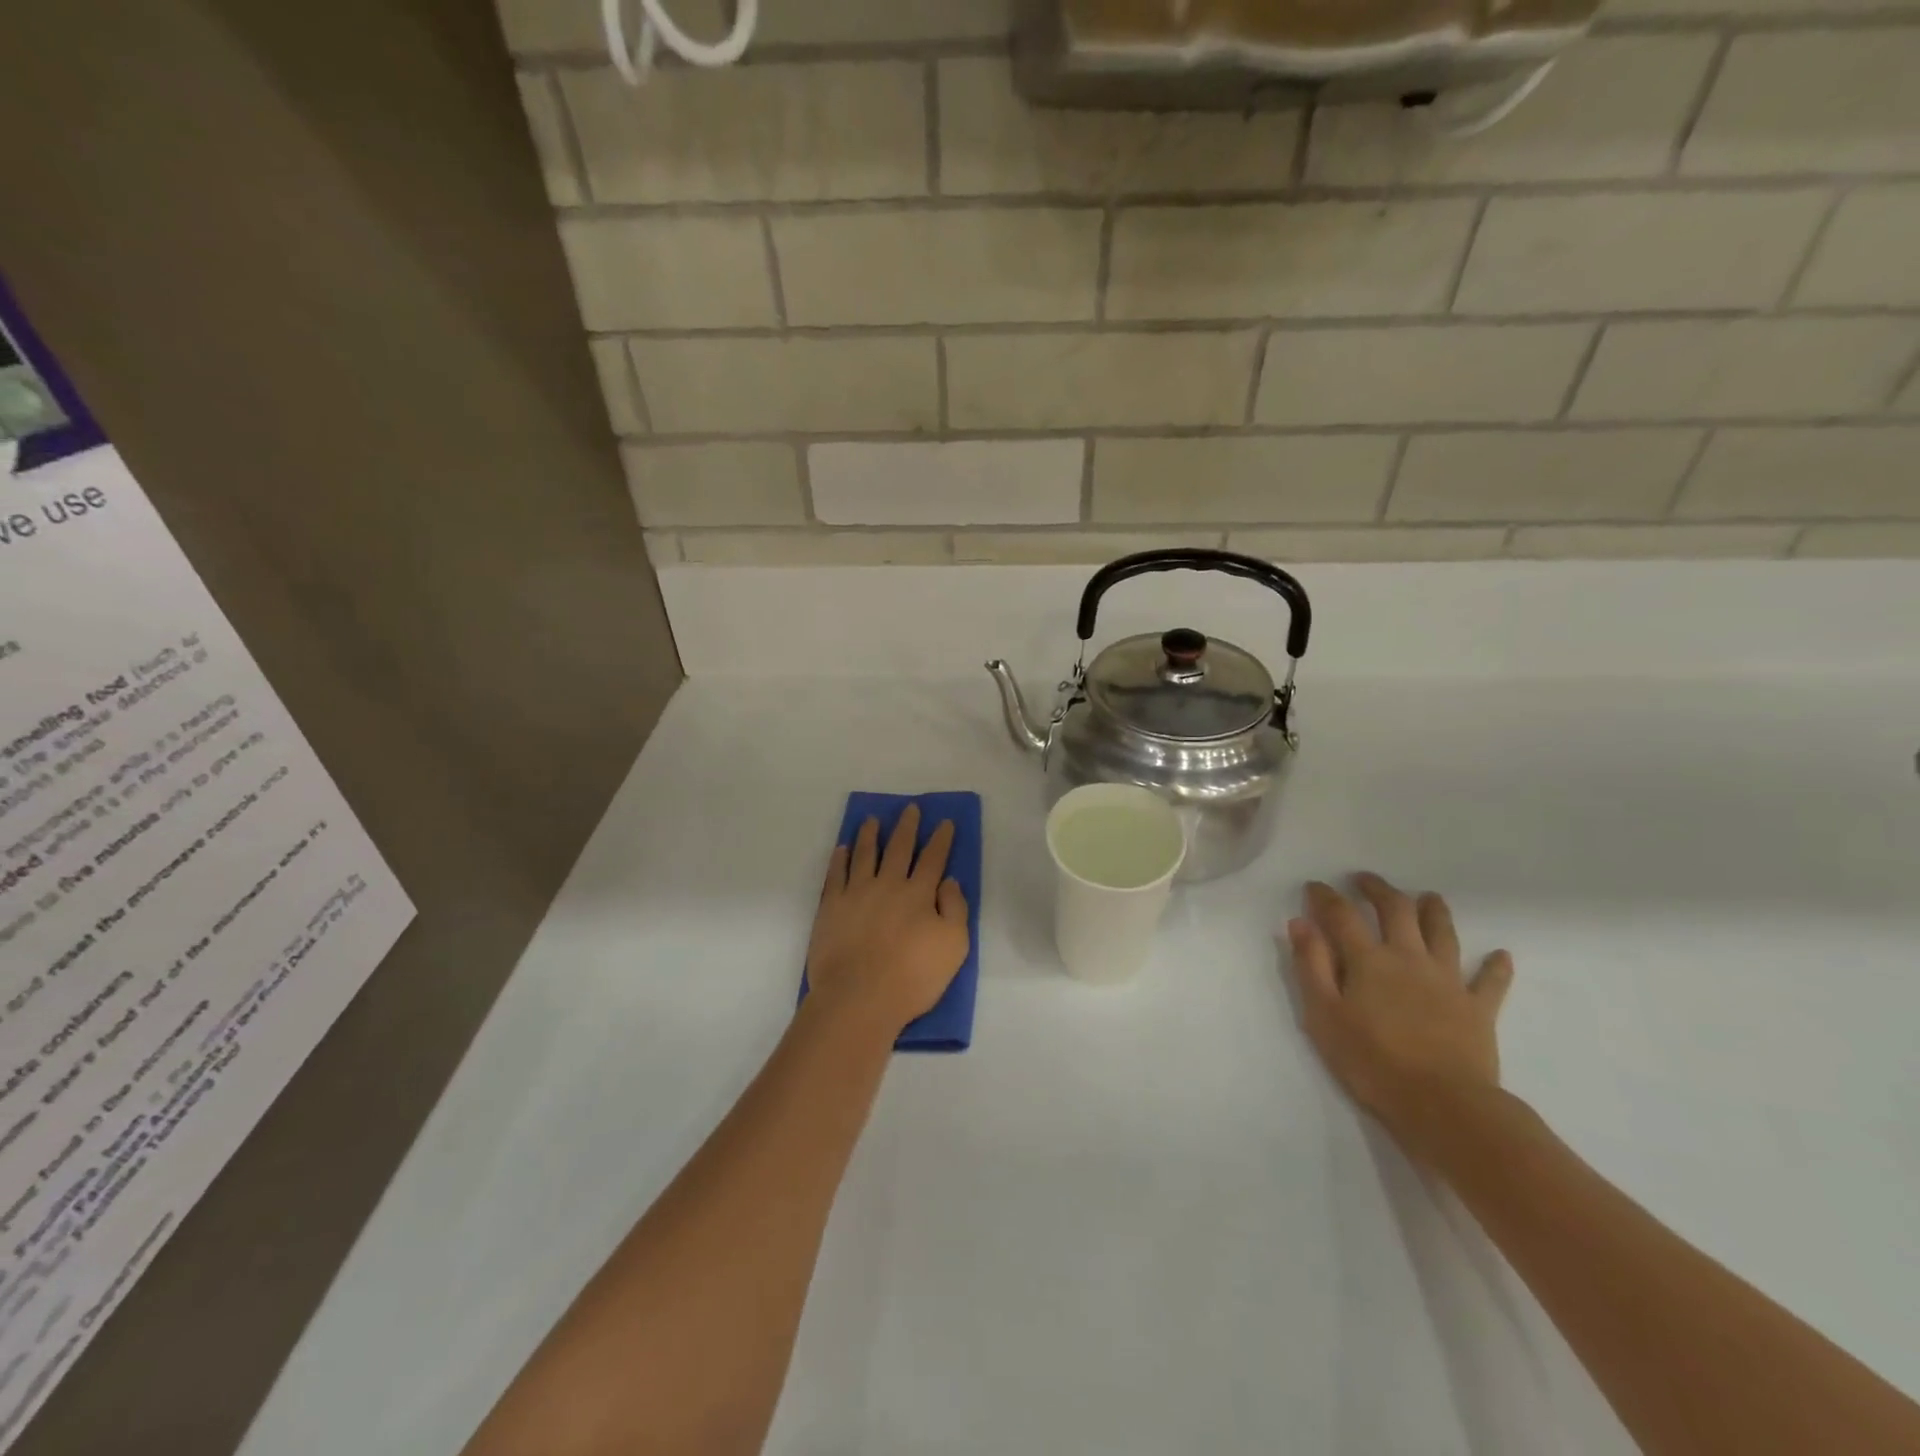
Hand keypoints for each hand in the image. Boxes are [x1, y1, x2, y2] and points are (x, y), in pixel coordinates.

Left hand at [806, 805, 970, 1037]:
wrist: (859, 997)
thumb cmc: (912, 977)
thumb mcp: (954, 947)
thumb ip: (955, 909)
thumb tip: (948, 881)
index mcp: (919, 894)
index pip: (933, 859)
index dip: (941, 839)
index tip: (945, 822)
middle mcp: (888, 885)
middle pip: (899, 848)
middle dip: (907, 826)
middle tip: (910, 808)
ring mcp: (856, 893)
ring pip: (865, 854)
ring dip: (870, 834)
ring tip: (872, 819)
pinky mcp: (830, 906)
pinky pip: (835, 874)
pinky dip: (840, 858)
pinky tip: (843, 849)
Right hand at [1286, 873, 1514, 1145]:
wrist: (1443, 1105)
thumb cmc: (1372, 1061)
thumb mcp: (1323, 1015)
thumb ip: (1311, 966)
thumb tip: (1301, 923)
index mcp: (1369, 960)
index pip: (1342, 915)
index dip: (1326, 897)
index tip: (1314, 887)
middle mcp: (1409, 958)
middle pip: (1397, 910)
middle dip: (1379, 890)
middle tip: (1365, 880)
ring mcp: (1448, 981)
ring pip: (1443, 934)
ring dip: (1434, 911)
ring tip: (1428, 897)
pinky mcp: (1478, 1008)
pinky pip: (1491, 982)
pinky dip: (1496, 967)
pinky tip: (1502, 955)